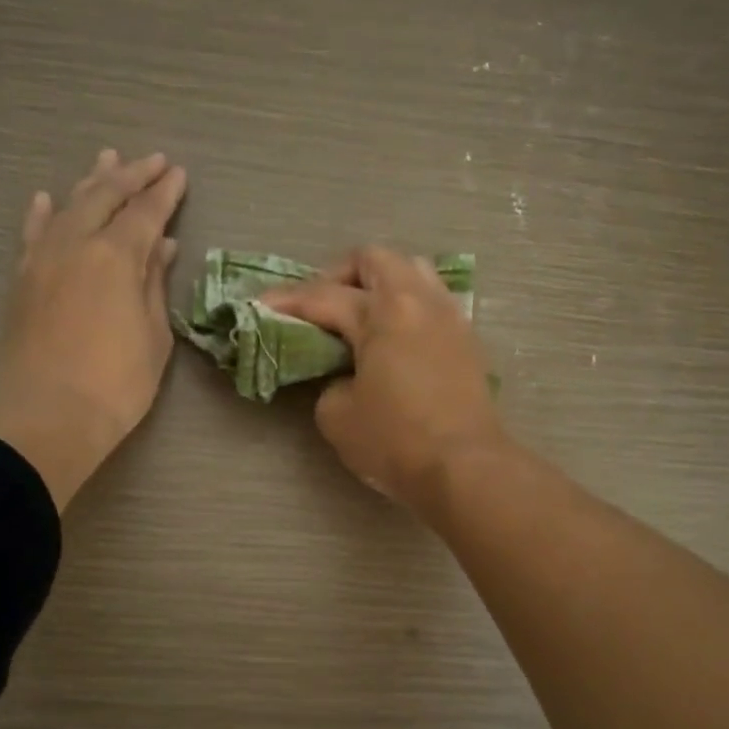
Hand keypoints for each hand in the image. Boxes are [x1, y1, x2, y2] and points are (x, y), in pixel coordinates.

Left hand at [0, 149, 186, 509]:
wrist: (44, 418)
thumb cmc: (115, 385)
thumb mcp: (153, 337)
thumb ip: (154, 286)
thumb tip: (161, 247)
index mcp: (115, 256)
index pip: (145, 212)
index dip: (165, 192)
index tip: (179, 174)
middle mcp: (75, 244)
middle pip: (105, 196)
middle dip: (131, 175)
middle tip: (153, 160)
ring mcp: (42, 259)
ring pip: (68, 206)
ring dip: (90, 181)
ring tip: (106, 159)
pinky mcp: (21, 280)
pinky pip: (32, 233)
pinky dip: (42, 212)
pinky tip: (45, 198)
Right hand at [261, 246, 505, 514]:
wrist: (465, 468)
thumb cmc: (396, 441)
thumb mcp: (337, 416)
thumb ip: (329, 383)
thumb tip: (345, 378)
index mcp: (383, 312)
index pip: (324, 296)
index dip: (288, 301)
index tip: (260, 306)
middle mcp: (419, 301)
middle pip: (375, 260)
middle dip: (339, 275)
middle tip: (320, 307)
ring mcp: (450, 318)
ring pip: (413, 272)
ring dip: (380, 284)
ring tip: (360, 317)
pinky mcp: (468, 341)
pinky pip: (432, 302)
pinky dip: (407, 307)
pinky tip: (394, 339)